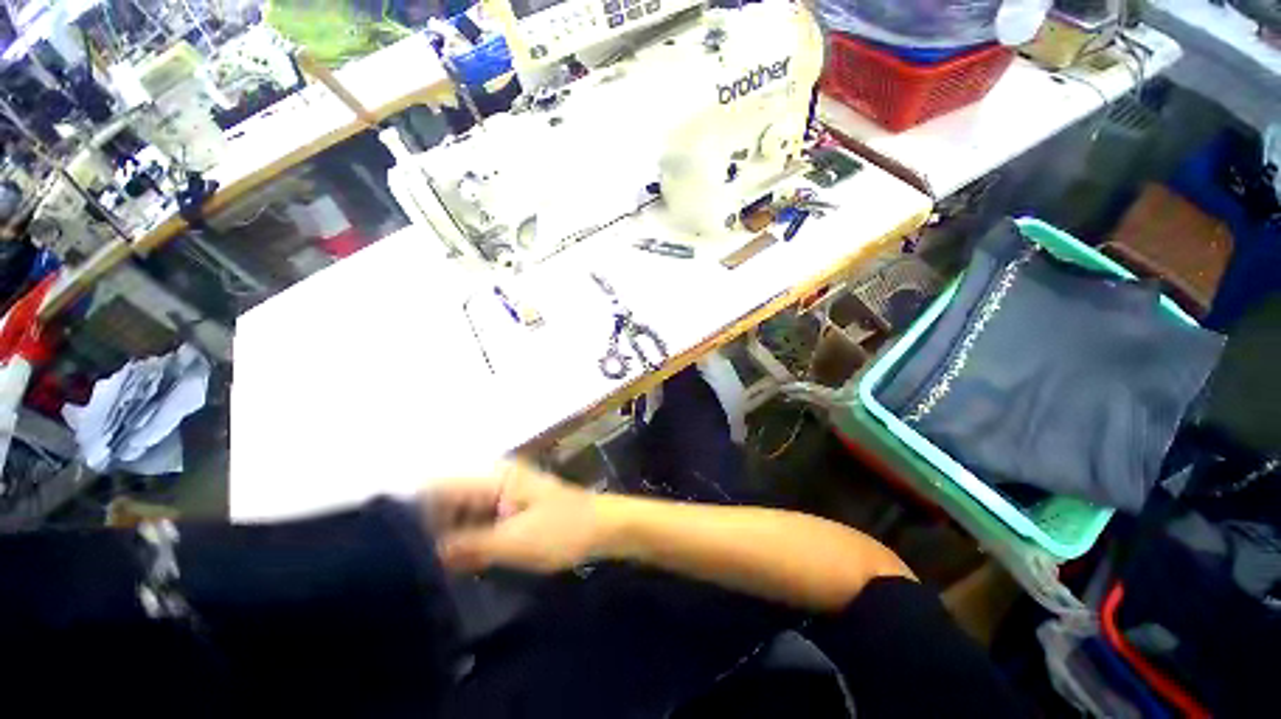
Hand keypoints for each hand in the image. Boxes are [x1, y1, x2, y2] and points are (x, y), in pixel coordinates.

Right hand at [424, 462, 605, 573]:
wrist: (603, 527)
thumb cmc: (563, 530)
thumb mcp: (514, 541)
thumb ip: (468, 545)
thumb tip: (424, 553)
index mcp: (495, 478)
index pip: (440, 487)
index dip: (413, 513)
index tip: (389, 546)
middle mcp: (496, 479)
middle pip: (448, 500)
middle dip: (428, 529)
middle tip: (407, 567)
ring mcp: (505, 493)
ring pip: (462, 512)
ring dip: (447, 537)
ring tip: (426, 570)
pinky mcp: (512, 509)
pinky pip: (479, 521)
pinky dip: (466, 539)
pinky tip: (456, 564)